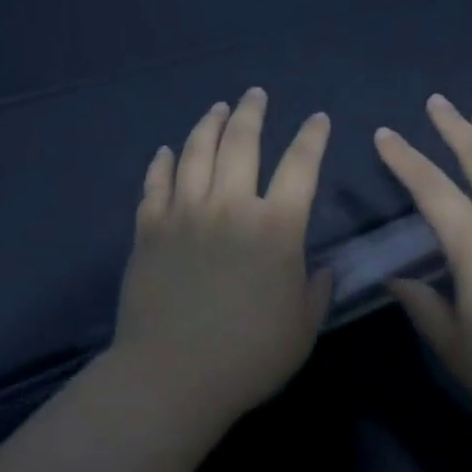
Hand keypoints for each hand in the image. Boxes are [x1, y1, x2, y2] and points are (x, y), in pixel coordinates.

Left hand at [113, 89, 332, 434]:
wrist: (171, 377)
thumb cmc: (248, 357)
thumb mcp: (302, 329)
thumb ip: (317, 292)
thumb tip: (322, 269)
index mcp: (276, 227)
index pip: (300, 166)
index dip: (312, 137)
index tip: (318, 119)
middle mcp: (230, 206)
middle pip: (241, 143)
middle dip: (252, 112)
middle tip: (256, 94)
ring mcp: (184, 213)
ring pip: (196, 152)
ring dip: (209, 124)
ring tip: (218, 108)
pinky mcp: (149, 229)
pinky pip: (155, 184)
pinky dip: (163, 163)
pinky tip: (167, 151)